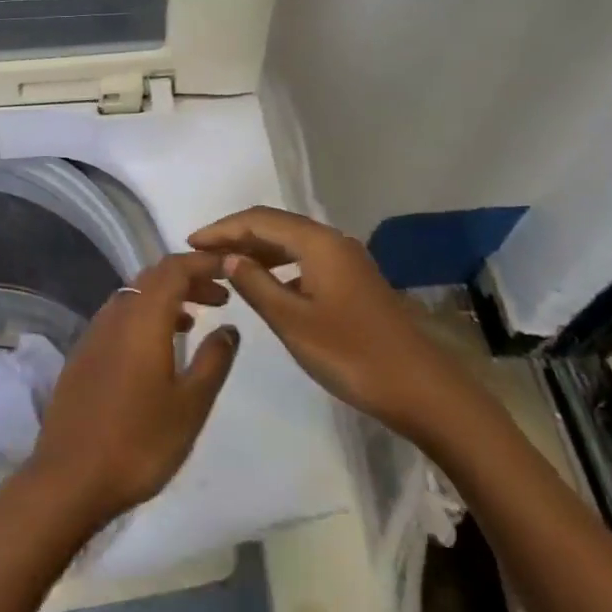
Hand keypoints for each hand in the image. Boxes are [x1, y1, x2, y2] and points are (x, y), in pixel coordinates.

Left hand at [20, 252, 239, 536]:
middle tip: (220, 297)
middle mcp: (114, 315)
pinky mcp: (82, 355)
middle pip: (152, 278)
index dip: (203, 262)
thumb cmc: (139, 442)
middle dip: (188, 279)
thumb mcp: (190, 405)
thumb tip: (229, 327)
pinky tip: (157, 349)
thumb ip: (213, 360)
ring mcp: (93, 334)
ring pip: (133, 297)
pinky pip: (119, 318)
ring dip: (165, 298)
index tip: (230, 269)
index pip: (174, 268)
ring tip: (194, 321)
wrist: (69, 479)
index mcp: (142, 318)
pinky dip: (144, 317)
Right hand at [189, 206, 479, 445]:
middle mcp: (333, 242)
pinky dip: (279, 266)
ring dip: (257, 250)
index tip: (190, 243)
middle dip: (237, 236)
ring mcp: (347, 261)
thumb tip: (229, 257)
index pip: (259, 220)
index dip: (222, 229)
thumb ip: (256, 285)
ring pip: (292, 243)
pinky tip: (266, 285)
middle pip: (276, 226)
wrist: (422, 390)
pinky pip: (306, 260)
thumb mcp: (293, 322)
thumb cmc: (352, 355)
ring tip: (225, 267)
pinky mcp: (354, 281)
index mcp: (318, 243)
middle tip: (202, 254)